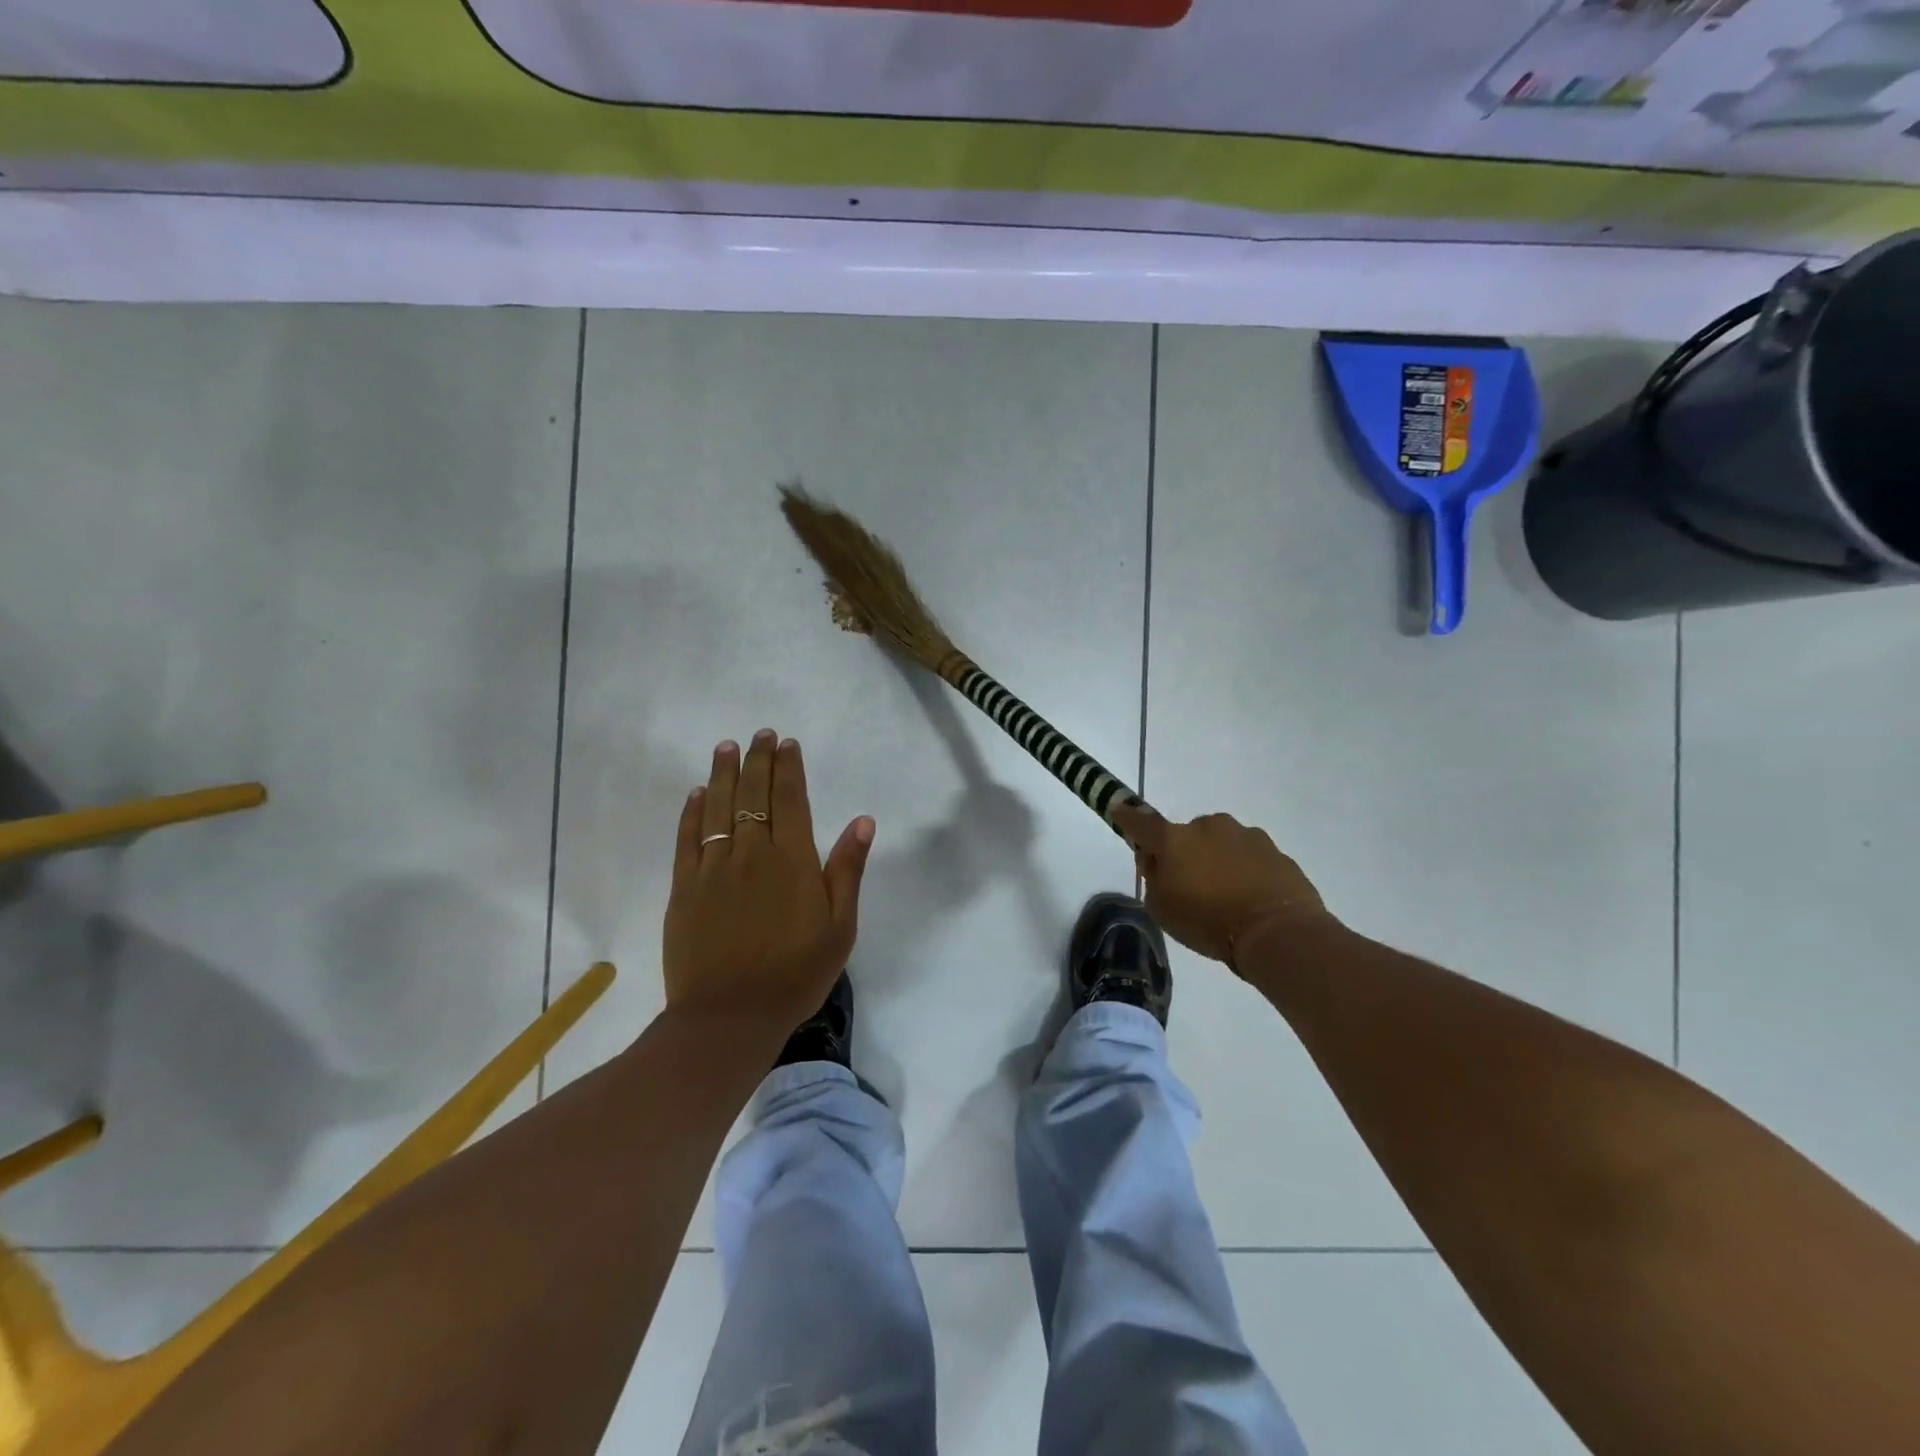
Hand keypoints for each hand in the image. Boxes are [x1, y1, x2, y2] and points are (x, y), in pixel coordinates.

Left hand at [663, 730, 874, 1034]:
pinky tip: (696, 794)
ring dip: (723, 774)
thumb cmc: (796, 973)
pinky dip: (692, 812)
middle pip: (753, 794)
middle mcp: (752, 852)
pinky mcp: (685, 888)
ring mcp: (713, 868)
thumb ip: (848, 870)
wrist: (730, 1017)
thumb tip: (862, 821)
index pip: (790, 799)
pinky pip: (688, 838)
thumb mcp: (840, 927)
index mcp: (793, 860)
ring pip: (718, 808)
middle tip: (759, 734)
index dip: (788, 767)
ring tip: (726, 747)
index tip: (786, 743)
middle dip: (757, 760)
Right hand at [1113, 803, 1330, 969]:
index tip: (1117, 808)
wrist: (1278, 932)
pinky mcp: (1274, 849)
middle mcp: (1207, 826)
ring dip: (1217, 860)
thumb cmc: (1208, 922)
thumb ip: (1153, 878)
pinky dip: (1245, 871)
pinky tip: (1250, 898)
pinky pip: (1249, 857)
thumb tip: (1157, 861)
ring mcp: (1244, 834)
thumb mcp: (1162, 909)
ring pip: (1220, 843)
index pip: (1140, 822)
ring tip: (1226, 897)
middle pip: (1185, 835)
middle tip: (1190, 886)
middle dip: (1184, 854)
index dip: (1126, 816)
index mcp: (1173, 840)